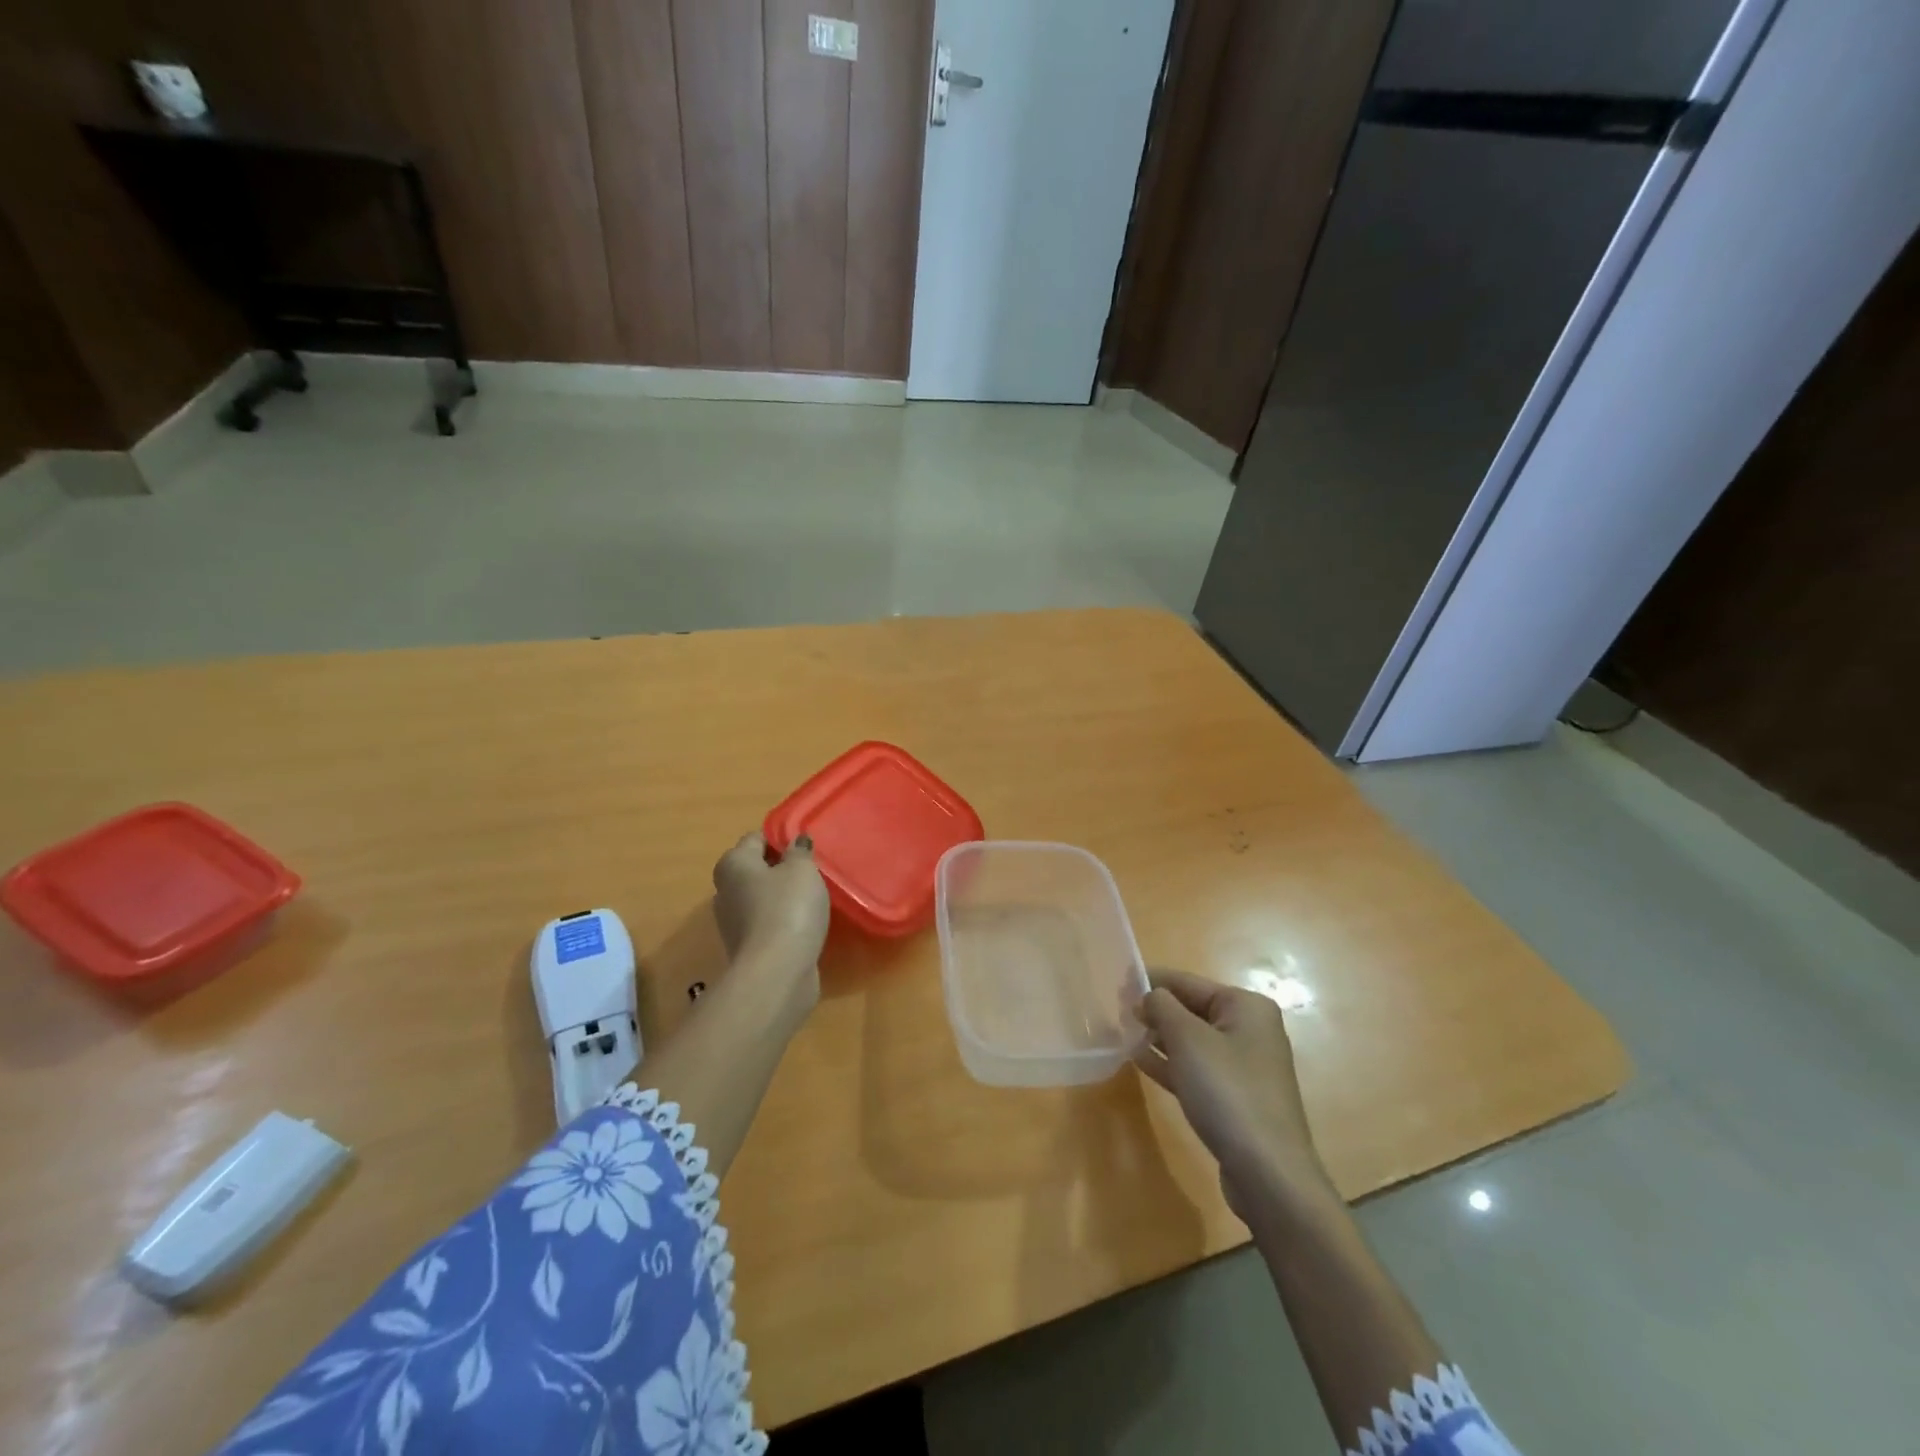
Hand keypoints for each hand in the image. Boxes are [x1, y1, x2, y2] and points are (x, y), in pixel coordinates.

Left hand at [711, 831, 830, 1001]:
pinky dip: (783, 921)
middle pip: (756, 870)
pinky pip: (767, 923)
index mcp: (733, 864)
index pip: (756, 838)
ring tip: (812, 898)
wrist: (777, 972)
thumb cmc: (788, 908)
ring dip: (782, 897)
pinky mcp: (746, 948)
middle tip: (811, 871)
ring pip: (761, 898)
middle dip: (780, 868)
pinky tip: (805, 924)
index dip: (781, 838)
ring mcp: (732, 922)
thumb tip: (795, 842)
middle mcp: (725, 890)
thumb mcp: (802, 870)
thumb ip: (799, 852)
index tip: (805, 846)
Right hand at [1133, 969, 1336, 1224]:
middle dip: (1155, 1011)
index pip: (1188, 982)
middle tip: (1116, 1013)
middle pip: (1192, 1009)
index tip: (1117, 984)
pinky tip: (1140, 1062)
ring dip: (1159, 1037)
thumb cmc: (1227, 1091)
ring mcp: (1244, 1066)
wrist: (1268, 1172)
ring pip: (1192, 1041)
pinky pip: (1197, 1069)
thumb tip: (1147, 995)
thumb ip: (1161, 1007)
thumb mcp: (1187, 1039)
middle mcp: (1250, 1030)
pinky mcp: (1236, 1097)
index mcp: (1246, 1006)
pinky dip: (1170, 1063)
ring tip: (1122, 1035)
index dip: (1151, 981)